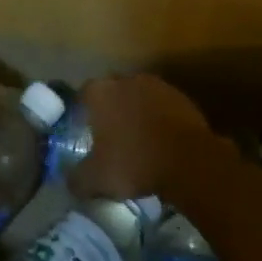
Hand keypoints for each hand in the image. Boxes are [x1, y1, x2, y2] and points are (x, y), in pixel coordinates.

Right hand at [72, 74, 218, 204]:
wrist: (189, 161)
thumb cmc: (134, 163)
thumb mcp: (95, 180)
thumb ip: (77, 179)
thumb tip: (71, 180)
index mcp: (100, 92)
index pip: (82, 96)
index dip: (82, 114)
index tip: (84, 133)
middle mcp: (126, 80)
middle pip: (112, 93)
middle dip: (110, 111)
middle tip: (110, 138)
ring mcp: (156, 86)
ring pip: (138, 98)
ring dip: (136, 114)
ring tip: (138, 141)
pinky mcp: (182, 97)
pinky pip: (162, 107)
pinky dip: (159, 120)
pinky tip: (161, 142)